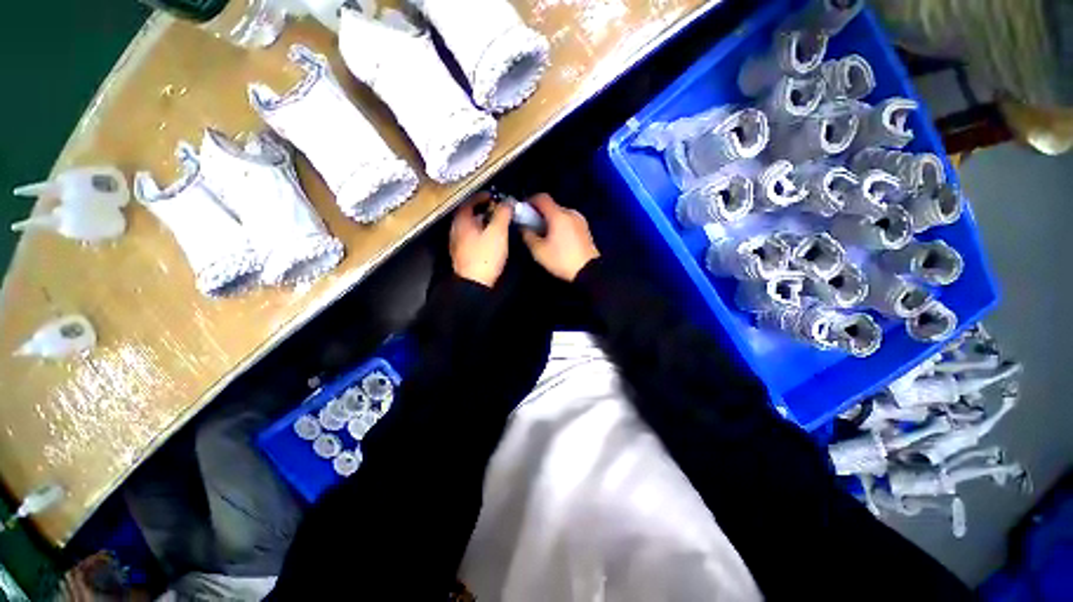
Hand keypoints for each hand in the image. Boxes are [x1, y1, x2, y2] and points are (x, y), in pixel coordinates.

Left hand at [450, 192, 512, 286]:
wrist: (474, 283)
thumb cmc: (485, 257)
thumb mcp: (498, 232)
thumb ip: (503, 214)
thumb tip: (507, 203)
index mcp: (462, 221)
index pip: (469, 201)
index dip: (482, 196)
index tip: (492, 196)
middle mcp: (456, 230)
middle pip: (468, 214)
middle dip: (483, 209)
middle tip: (496, 209)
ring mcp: (458, 244)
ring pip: (469, 226)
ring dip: (482, 222)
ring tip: (495, 223)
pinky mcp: (463, 255)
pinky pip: (471, 238)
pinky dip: (480, 233)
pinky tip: (490, 240)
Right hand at [521, 194, 600, 281]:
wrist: (589, 271)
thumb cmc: (561, 260)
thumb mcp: (539, 251)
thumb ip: (528, 236)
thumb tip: (524, 228)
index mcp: (558, 215)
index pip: (542, 198)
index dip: (530, 201)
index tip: (524, 210)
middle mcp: (571, 213)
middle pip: (552, 206)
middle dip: (540, 213)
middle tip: (533, 226)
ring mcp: (580, 220)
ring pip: (561, 214)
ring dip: (551, 220)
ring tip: (545, 234)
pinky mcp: (585, 228)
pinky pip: (569, 221)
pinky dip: (560, 225)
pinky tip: (557, 239)